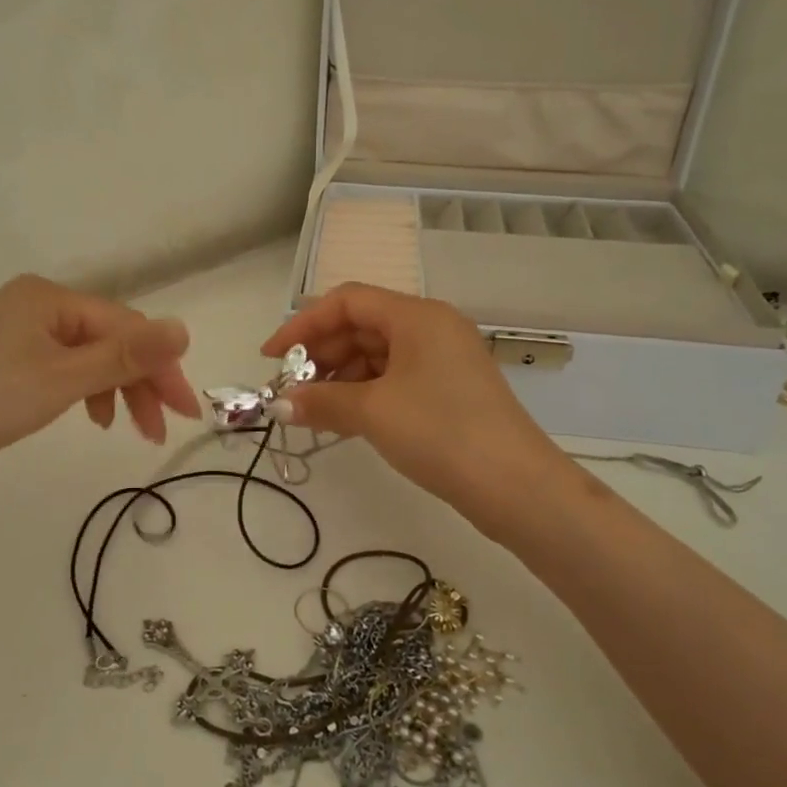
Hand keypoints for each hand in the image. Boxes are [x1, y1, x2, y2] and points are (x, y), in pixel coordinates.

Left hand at [0, 274, 200, 492]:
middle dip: (139, 382)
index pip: (126, 327)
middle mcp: (34, 306)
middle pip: (107, 340)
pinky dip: (82, 391)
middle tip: (160, 429)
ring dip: (114, 389)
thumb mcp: (62, 378)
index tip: (186, 412)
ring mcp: (13, 334)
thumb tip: (184, 328)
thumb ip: (125, 356)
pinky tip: (88, 415)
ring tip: (127, 429)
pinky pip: (59, 368)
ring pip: (85, 357)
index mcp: (51, 298)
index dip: (161, 368)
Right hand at [259, 283, 567, 534]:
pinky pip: (395, 378)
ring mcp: (443, 359)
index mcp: (416, 315)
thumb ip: (321, 401)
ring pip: (377, 354)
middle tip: (289, 390)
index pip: (347, 301)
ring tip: (312, 410)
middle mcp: (431, 327)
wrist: (515, 486)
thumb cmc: (440, 432)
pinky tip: (344, 419)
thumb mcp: (373, 412)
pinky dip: (365, 393)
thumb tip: (280, 405)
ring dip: (340, 377)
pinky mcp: (449, 390)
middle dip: (321, 355)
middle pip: (362, 326)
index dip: (303, 324)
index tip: (271, 357)